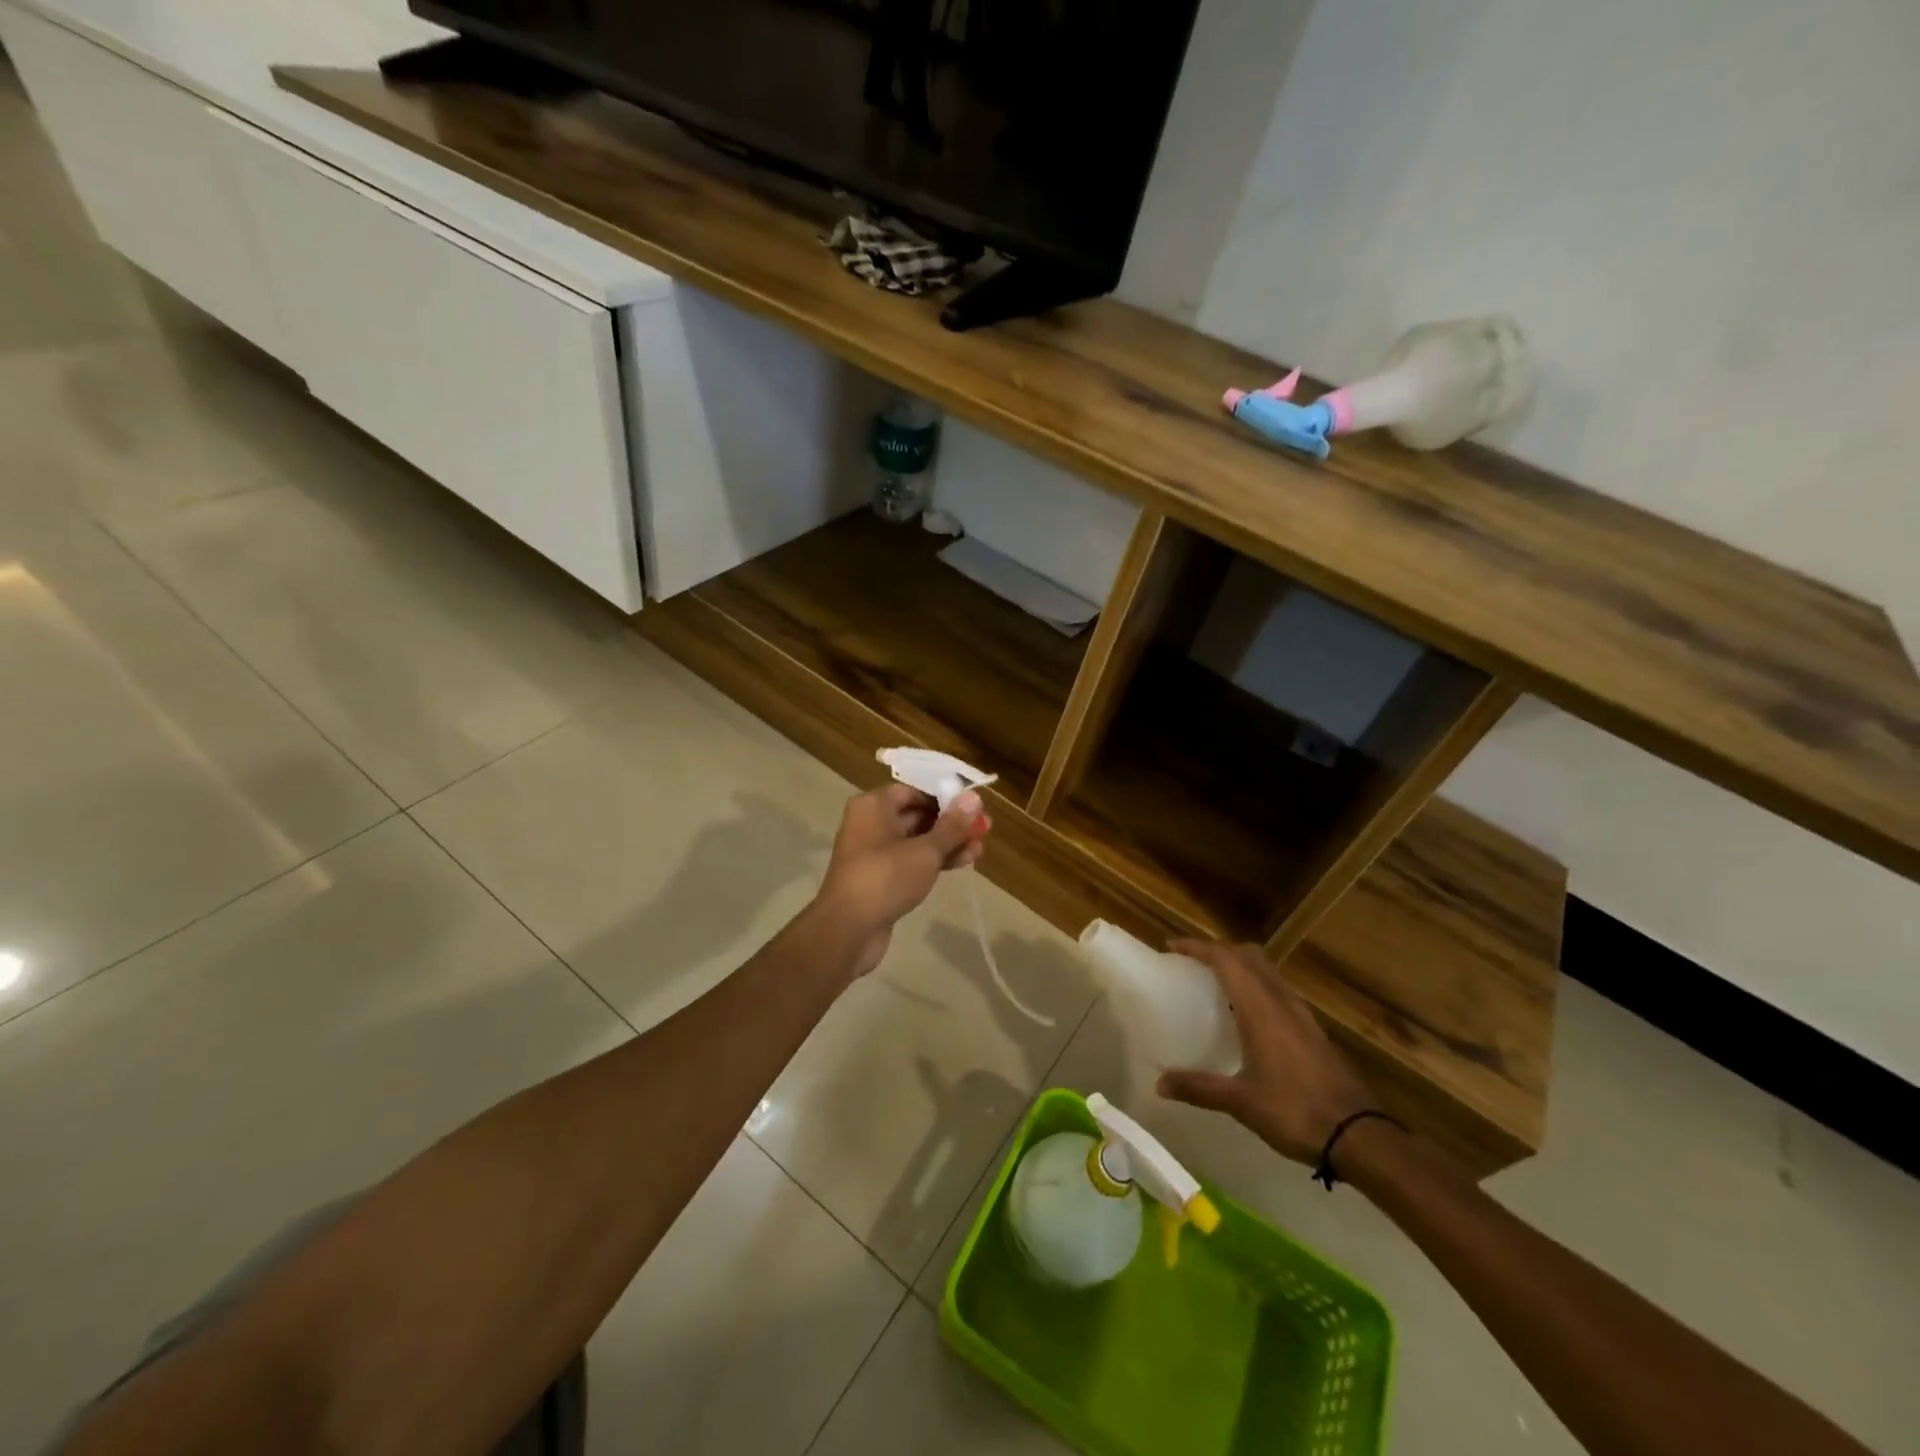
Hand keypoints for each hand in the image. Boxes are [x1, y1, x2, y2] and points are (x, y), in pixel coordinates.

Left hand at [815, 783, 990, 974]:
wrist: (848, 929)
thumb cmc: (885, 878)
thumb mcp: (925, 850)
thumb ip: (952, 825)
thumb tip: (974, 797)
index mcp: (873, 805)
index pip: (913, 790)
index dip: (944, 796)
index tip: (973, 806)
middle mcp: (870, 823)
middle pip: (916, 815)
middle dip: (951, 823)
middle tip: (984, 828)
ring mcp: (873, 852)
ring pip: (916, 840)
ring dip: (947, 843)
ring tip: (980, 848)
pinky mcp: (879, 878)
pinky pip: (910, 861)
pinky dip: (934, 861)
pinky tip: (963, 863)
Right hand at [1156, 940, 1372, 1164]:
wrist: (1359, 1136)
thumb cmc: (1294, 1111)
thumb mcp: (1240, 1102)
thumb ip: (1199, 1088)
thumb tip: (1160, 1083)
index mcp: (1261, 1008)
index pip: (1226, 959)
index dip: (1198, 947)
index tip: (1171, 947)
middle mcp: (1281, 1001)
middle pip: (1249, 956)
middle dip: (1220, 951)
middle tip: (1193, 963)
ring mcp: (1301, 1014)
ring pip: (1267, 971)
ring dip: (1241, 967)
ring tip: (1216, 984)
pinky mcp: (1313, 1030)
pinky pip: (1278, 991)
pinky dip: (1257, 987)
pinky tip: (1247, 1016)